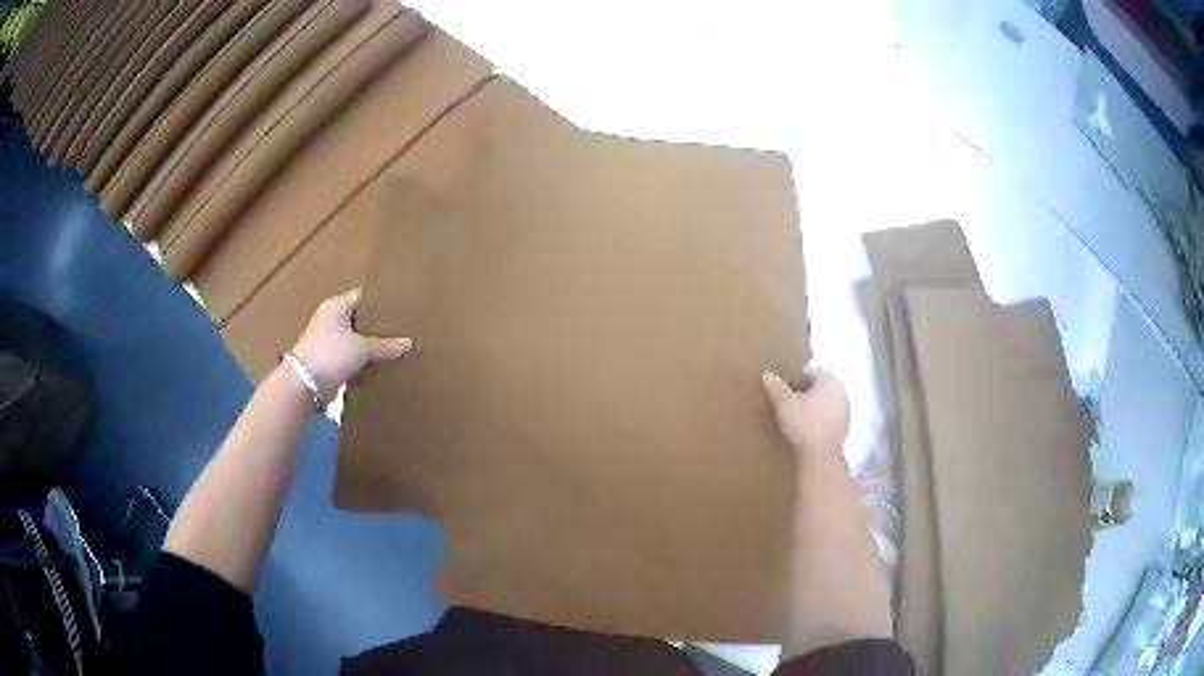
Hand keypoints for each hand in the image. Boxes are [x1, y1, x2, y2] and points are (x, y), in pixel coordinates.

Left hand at [290, 288, 411, 401]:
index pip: (364, 296)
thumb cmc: (330, 354)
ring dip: (373, 344)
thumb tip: (409, 343)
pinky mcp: (331, 360)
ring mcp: (330, 341)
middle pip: (361, 318)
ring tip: (398, 345)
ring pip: (358, 339)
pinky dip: (365, 360)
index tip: (402, 305)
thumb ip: (386, 345)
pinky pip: (353, 356)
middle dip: (380, 324)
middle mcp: (332, 319)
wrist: (304, 386)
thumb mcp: (362, 348)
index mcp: (336, 306)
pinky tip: (383, 363)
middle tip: (404, 326)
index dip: (382, 300)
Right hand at [761, 368, 848, 453]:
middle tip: (789, 401)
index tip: (783, 388)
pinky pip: (830, 415)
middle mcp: (841, 391)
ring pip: (826, 400)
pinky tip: (808, 427)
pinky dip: (820, 417)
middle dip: (805, 391)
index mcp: (830, 381)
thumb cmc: (804, 424)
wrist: (820, 456)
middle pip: (820, 386)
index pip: (810, 372)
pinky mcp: (845, 426)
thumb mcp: (784, 404)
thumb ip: (776, 387)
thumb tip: (767, 374)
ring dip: (814, 404)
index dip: (795, 378)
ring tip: (797, 415)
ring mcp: (846, 409)